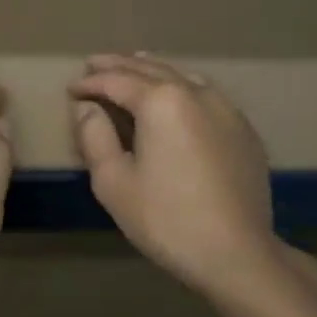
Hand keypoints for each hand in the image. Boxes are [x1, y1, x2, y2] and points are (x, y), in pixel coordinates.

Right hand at [70, 54, 286, 298]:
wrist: (236, 253)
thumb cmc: (165, 219)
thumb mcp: (114, 182)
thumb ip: (95, 137)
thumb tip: (87, 108)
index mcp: (162, 102)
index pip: (117, 81)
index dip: (90, 83)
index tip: (72, 88)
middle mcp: (196, 94)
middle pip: (151, 70)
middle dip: (120, 66)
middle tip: (94, 63)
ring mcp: (227, 110)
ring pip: (183, 76)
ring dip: (153, 69)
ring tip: (134, 65)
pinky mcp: (244, 131)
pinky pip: (206, 95)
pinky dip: (182, 87)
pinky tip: (177, 95)